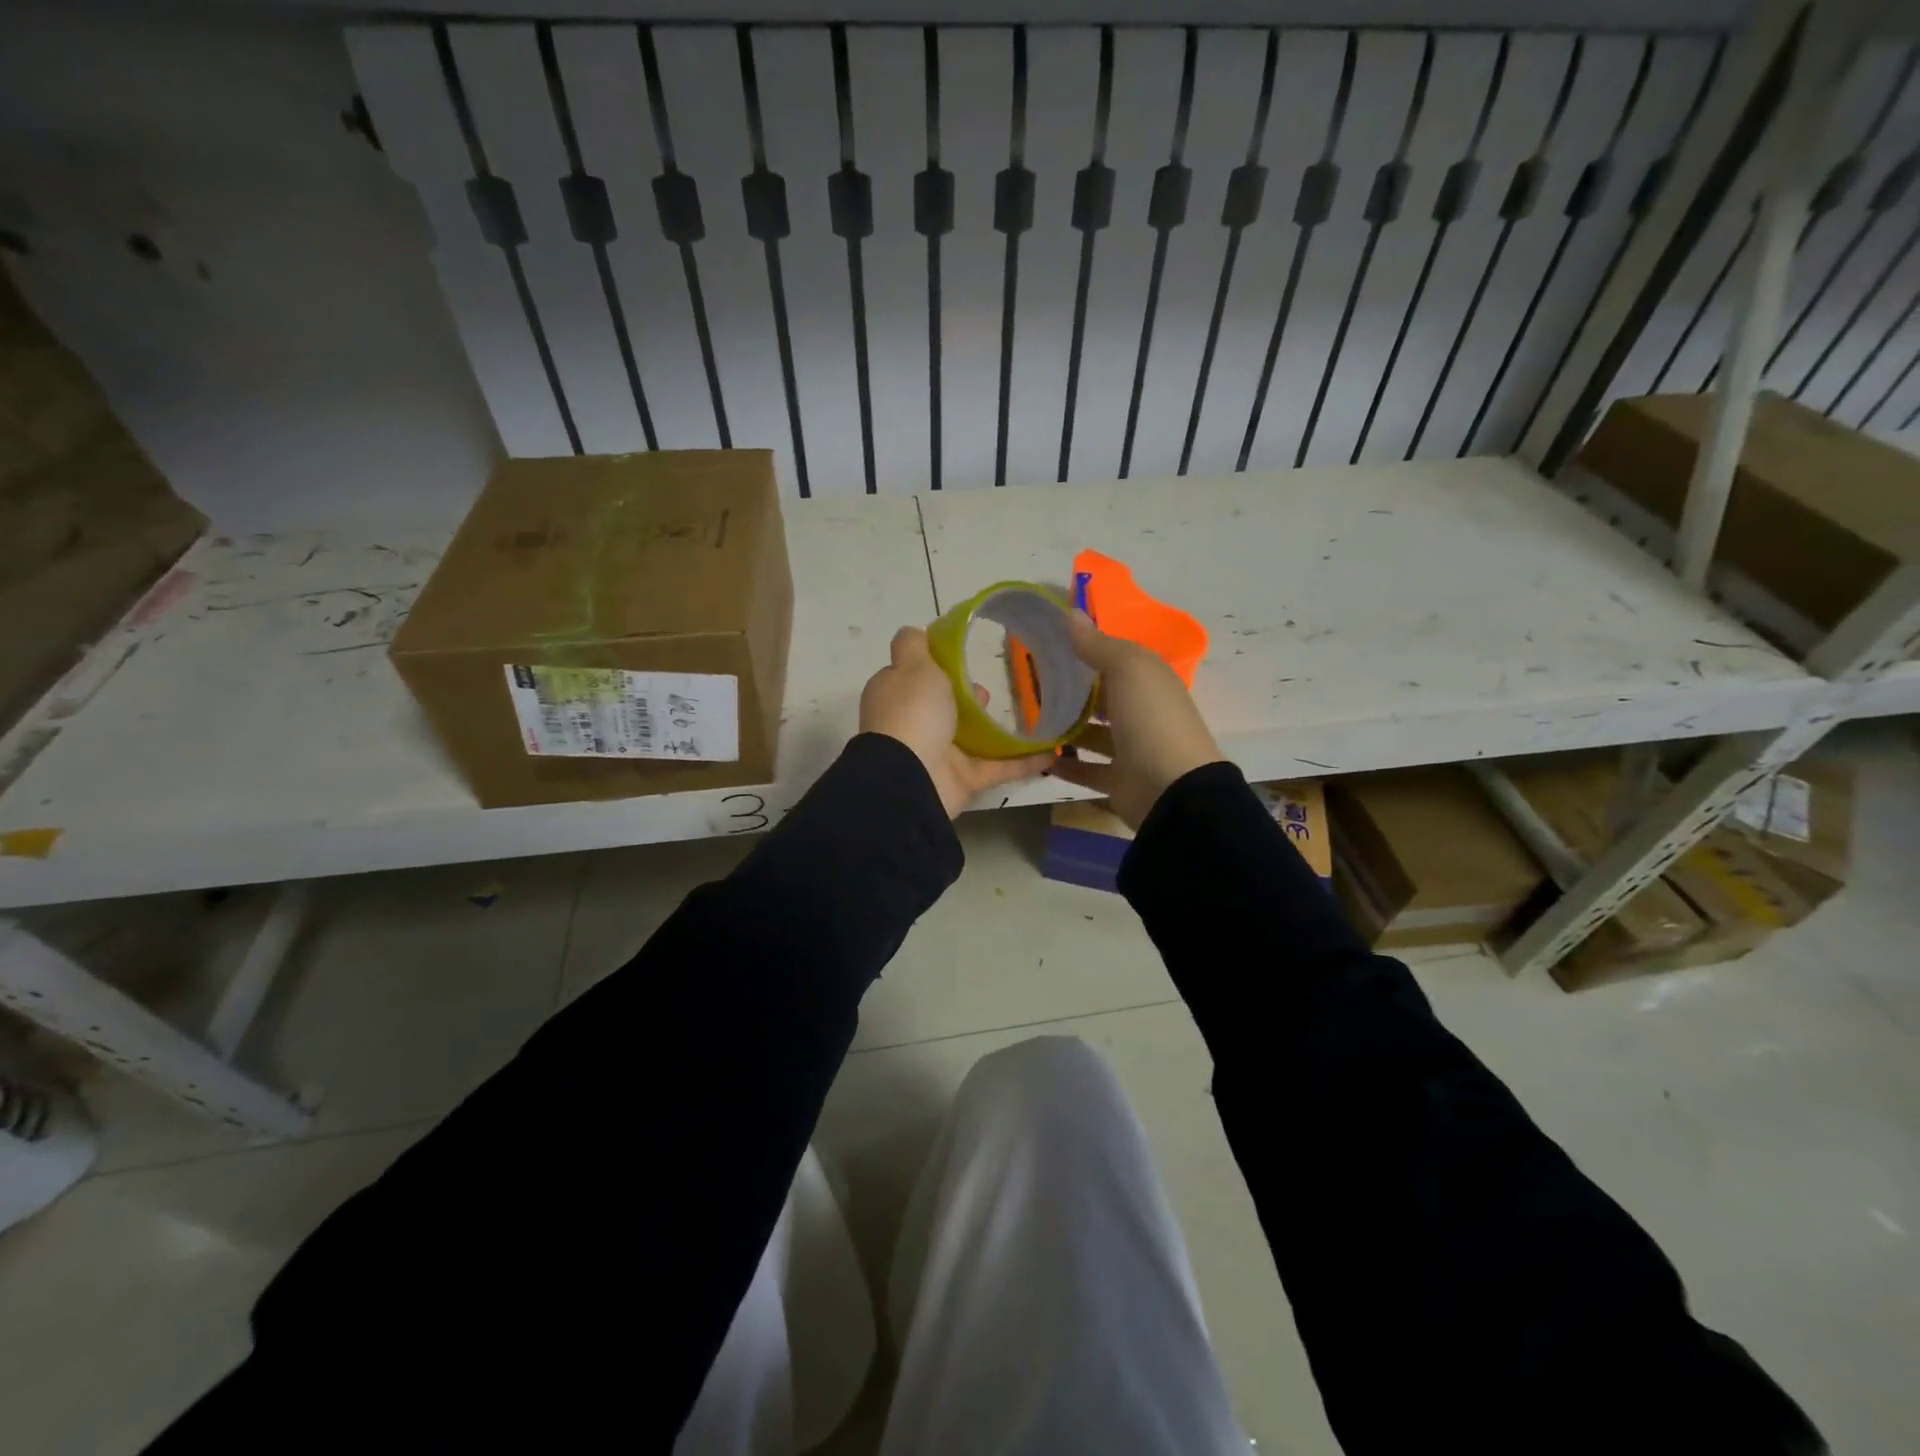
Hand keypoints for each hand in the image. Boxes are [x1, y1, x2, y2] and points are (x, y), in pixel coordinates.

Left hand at [860, 627, 1053, 817]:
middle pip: (945, 706)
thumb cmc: (912, 713)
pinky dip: (1024, 761)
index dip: (933, 666)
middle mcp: (915, 724)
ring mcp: (939, 754)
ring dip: (997, 729)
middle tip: (990, 690)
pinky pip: (998, 767)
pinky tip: (1052, 752)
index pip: (913, 676)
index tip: (959, 657)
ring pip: (973, 738)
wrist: (911, 778)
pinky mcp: (963, 779)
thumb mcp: (912, 665)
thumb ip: (913, 646)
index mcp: (897, 696)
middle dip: (969, 697)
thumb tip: (913, 632)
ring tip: (1028, 713)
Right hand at [1050, 610, 1223, 829]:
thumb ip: (1098, 645)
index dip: (1087, 650)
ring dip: (1067, 728)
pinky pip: (1087, 769)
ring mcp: (1132, 749)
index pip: (1116, 659)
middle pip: (1103, 696)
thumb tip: (1072, 614)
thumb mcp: (1127, 669)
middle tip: (1032, 683)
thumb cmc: (1151, 719)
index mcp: (1150, 680)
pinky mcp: (1119, 780)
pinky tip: (1039, 757)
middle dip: (1072, 690)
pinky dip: (1065, 765)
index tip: (1049, 646)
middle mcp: (1142, 712)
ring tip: (1031, 719)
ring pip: (1093, 733)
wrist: (1172, 790)